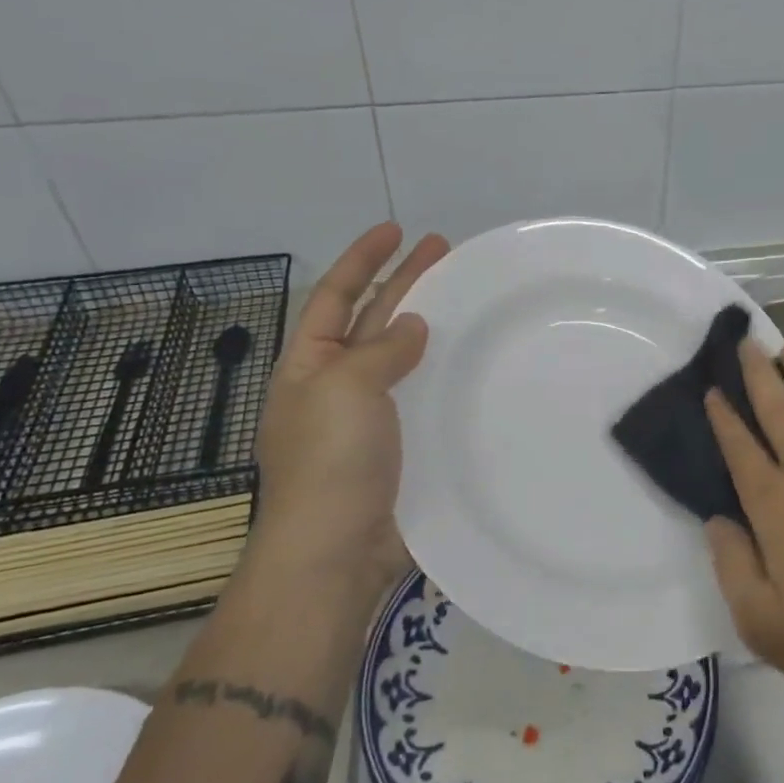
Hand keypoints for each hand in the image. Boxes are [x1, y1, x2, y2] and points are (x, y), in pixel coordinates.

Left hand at [248, 223, 449, 595]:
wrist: (337, 552)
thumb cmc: (330, 461)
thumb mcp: (345, 388)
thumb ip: (380, 350)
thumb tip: (412, 328)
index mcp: (310, 365)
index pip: (335, 296)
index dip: (363, 259)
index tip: (396, 230)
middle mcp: (338, 385)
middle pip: (373, 318)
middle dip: (404, 281)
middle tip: (443, 250)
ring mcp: (371, 418)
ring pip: (403, 356)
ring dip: (430, 324)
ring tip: (465, 297)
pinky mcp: (402, 446)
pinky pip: (424, 395)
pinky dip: (445, 373)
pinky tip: (473, 363)